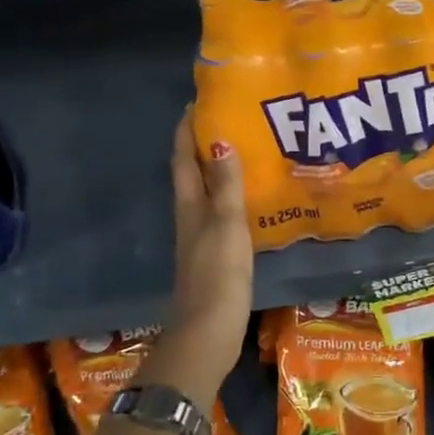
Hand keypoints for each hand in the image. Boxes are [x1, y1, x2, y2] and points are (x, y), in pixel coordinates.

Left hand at [155, 107, 252, 399]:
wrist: (208, 331)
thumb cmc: (217, 274)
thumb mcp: (225, 224)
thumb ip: (225, 186)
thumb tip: (219, 140)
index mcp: (189, 206)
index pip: (182, 159)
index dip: (186, 131)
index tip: (198, 104)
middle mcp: (190, 217)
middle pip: (192, 173)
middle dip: (204, 146)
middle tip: (230, 120)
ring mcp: (201, 237)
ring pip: (206, 193)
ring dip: (218, 170)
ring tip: (245, 150)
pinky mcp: (215, 255)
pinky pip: (221, 213)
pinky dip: (231, 197)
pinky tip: (251, 198)